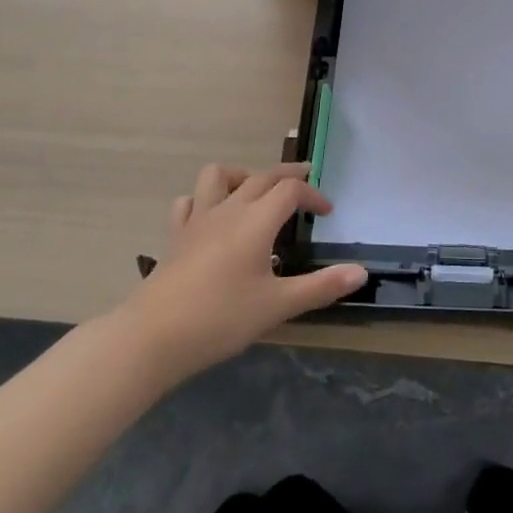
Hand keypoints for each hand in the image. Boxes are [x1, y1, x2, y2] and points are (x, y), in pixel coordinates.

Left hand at [126, 163, 365, 382]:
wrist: (151, 338)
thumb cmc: (220, 318)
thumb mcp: (277, 306)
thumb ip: (320, 287)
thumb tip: (361, 273)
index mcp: (257, 220)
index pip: (291, 189)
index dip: (313, 194)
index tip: (326, 213)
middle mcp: (229, 209)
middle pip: (263, 175)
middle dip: (288, 175)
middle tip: (306, 184)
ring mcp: (198, 219)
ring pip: (219, 175)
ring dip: (242, 176)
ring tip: (254, 195)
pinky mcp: (175, 236)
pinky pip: (188, 202)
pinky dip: (203, 201)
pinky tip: (211, 218)